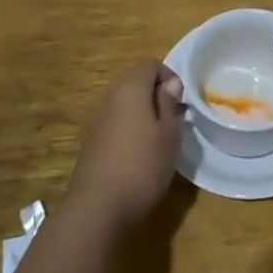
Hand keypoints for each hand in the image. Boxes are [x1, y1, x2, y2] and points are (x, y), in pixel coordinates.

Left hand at [65, 61, 185, 233]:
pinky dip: (129, 130)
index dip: (168, 75)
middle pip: (134, 82)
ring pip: (124, 105)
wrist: (98, 208)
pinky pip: (114, 124)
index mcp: (130, 90)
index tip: (181, 100)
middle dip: (156, 95)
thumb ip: (169, 104)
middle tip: (174, 120)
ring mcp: (97, 121)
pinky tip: (139, 155)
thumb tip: (170, 84)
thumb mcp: (168, 134)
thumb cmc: (142, 166)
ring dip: (142, 114)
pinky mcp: (91, 143)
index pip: (149, 64)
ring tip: (159, 139)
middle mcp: (109, 99)